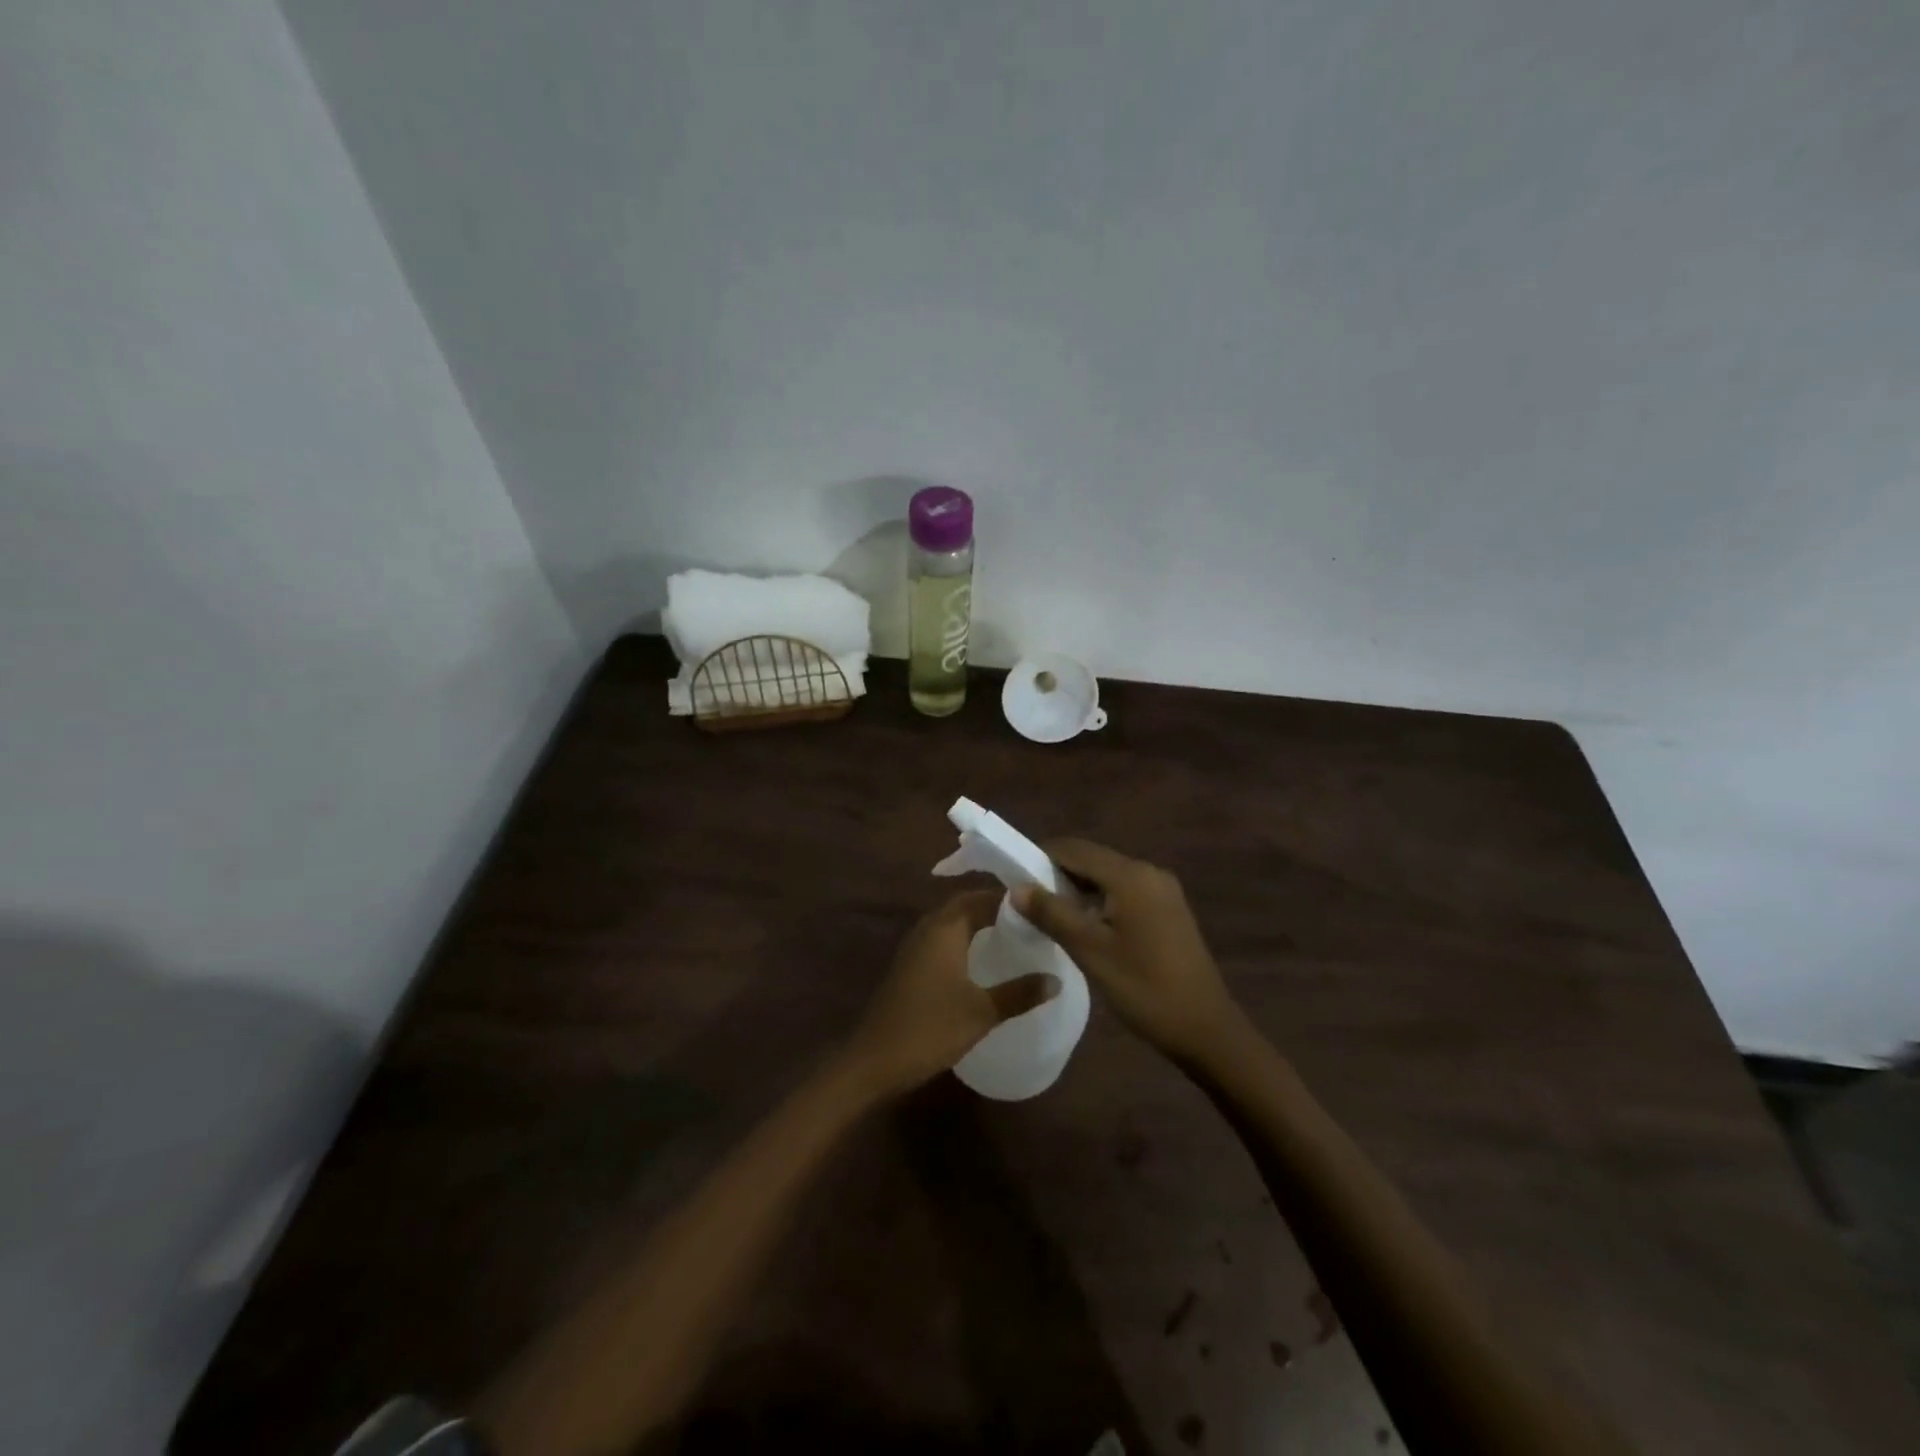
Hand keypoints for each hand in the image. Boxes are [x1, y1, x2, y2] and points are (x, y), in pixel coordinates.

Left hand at [844, 890, 1058, 1097]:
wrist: (875, 1060)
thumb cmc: (931, 1028)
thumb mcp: (982, 1012)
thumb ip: (1020, 993)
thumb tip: (1056, 979)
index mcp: (945, 928)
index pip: (981, 898)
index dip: (1010, 899)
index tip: (1040, 905)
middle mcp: (927, 929)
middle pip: (964, 905)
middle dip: (994, 907)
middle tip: (1028, 918)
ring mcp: (914, 947)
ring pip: (950, 922)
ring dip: (977, 922)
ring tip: (1010, 934)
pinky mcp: (909, 966)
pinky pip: (941, 939)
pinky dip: (963, 939)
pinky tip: (980, 960)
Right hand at [1012, 840, 1240, 1063]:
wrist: (1206, 1029)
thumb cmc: (1145, 989)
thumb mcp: (1091, 952)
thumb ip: (1052, 914)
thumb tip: (1016, 888)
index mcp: (1131, 876)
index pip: (1075, 849)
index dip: (1041, 857)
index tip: (1014, 878)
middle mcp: (1149, 872)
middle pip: (1092, 859)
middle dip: (1058, 874)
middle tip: (1028, 901)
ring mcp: (1163, 891)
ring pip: (1108, 877)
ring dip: (1078, 889)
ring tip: (1050, 916)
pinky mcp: (1169, 909)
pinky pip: (1124, 892)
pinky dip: (1099, 901)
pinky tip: (1085, 926)